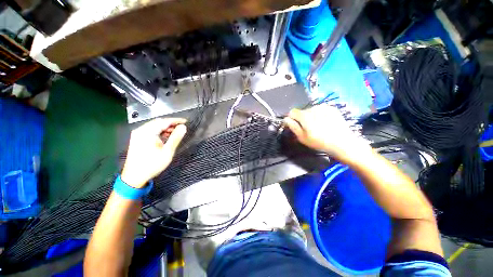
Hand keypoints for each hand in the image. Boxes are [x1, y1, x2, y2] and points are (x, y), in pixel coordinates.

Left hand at [121, 118, 186, 187]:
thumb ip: (176, 137)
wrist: (134, 177)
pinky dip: (160, 132)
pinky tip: (166, 137)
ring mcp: (138, 134)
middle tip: (182, 128)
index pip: (164, 121)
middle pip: (159, 122)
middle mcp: (141, 130)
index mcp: (147, 132)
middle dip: (171, 124)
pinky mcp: (137, 139)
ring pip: (155, 126)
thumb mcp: (167, 151)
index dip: (176, 120)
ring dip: (166, 128)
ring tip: (176, 133)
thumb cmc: (152, 164)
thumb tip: (183, 127)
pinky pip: (151, 131)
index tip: (186, 121)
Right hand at [283, 105, 370, 162]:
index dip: (291, 119)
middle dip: (302, 118)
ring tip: (318, 126)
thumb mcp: (302, 137)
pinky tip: (325, 123)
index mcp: (304, 115)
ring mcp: (323, 107)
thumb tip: (285, 119)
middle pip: (302, 111)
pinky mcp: (332, 108)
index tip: (295, 126)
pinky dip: (320, 115)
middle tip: (308, 129)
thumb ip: (293, 126)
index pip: (292, 112)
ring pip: (311, 111)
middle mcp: (313, 108)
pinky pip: (321, 110)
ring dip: (311, 117)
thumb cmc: (319, 142)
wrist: (342, 142)